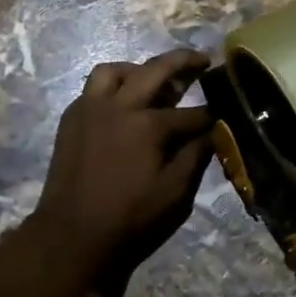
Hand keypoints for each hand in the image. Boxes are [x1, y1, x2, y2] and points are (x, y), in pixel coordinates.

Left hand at [34, 50, 213, 275]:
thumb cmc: (128, 218)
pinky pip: (92, 88)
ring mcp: (90, 109)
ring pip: (114, 70)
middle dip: (183, 61)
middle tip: (201, 60)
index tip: (224, 113)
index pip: (190, 113)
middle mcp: (118, 106)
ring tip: (152, 79)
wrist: (71, 236)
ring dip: (138, 69)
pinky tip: (122, 104)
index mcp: (147, 125)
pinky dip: (112, 87)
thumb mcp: (174, 194)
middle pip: (155, 70)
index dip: (210, 115)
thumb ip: (195, 156)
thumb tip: (211, 133)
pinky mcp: (71, 119)